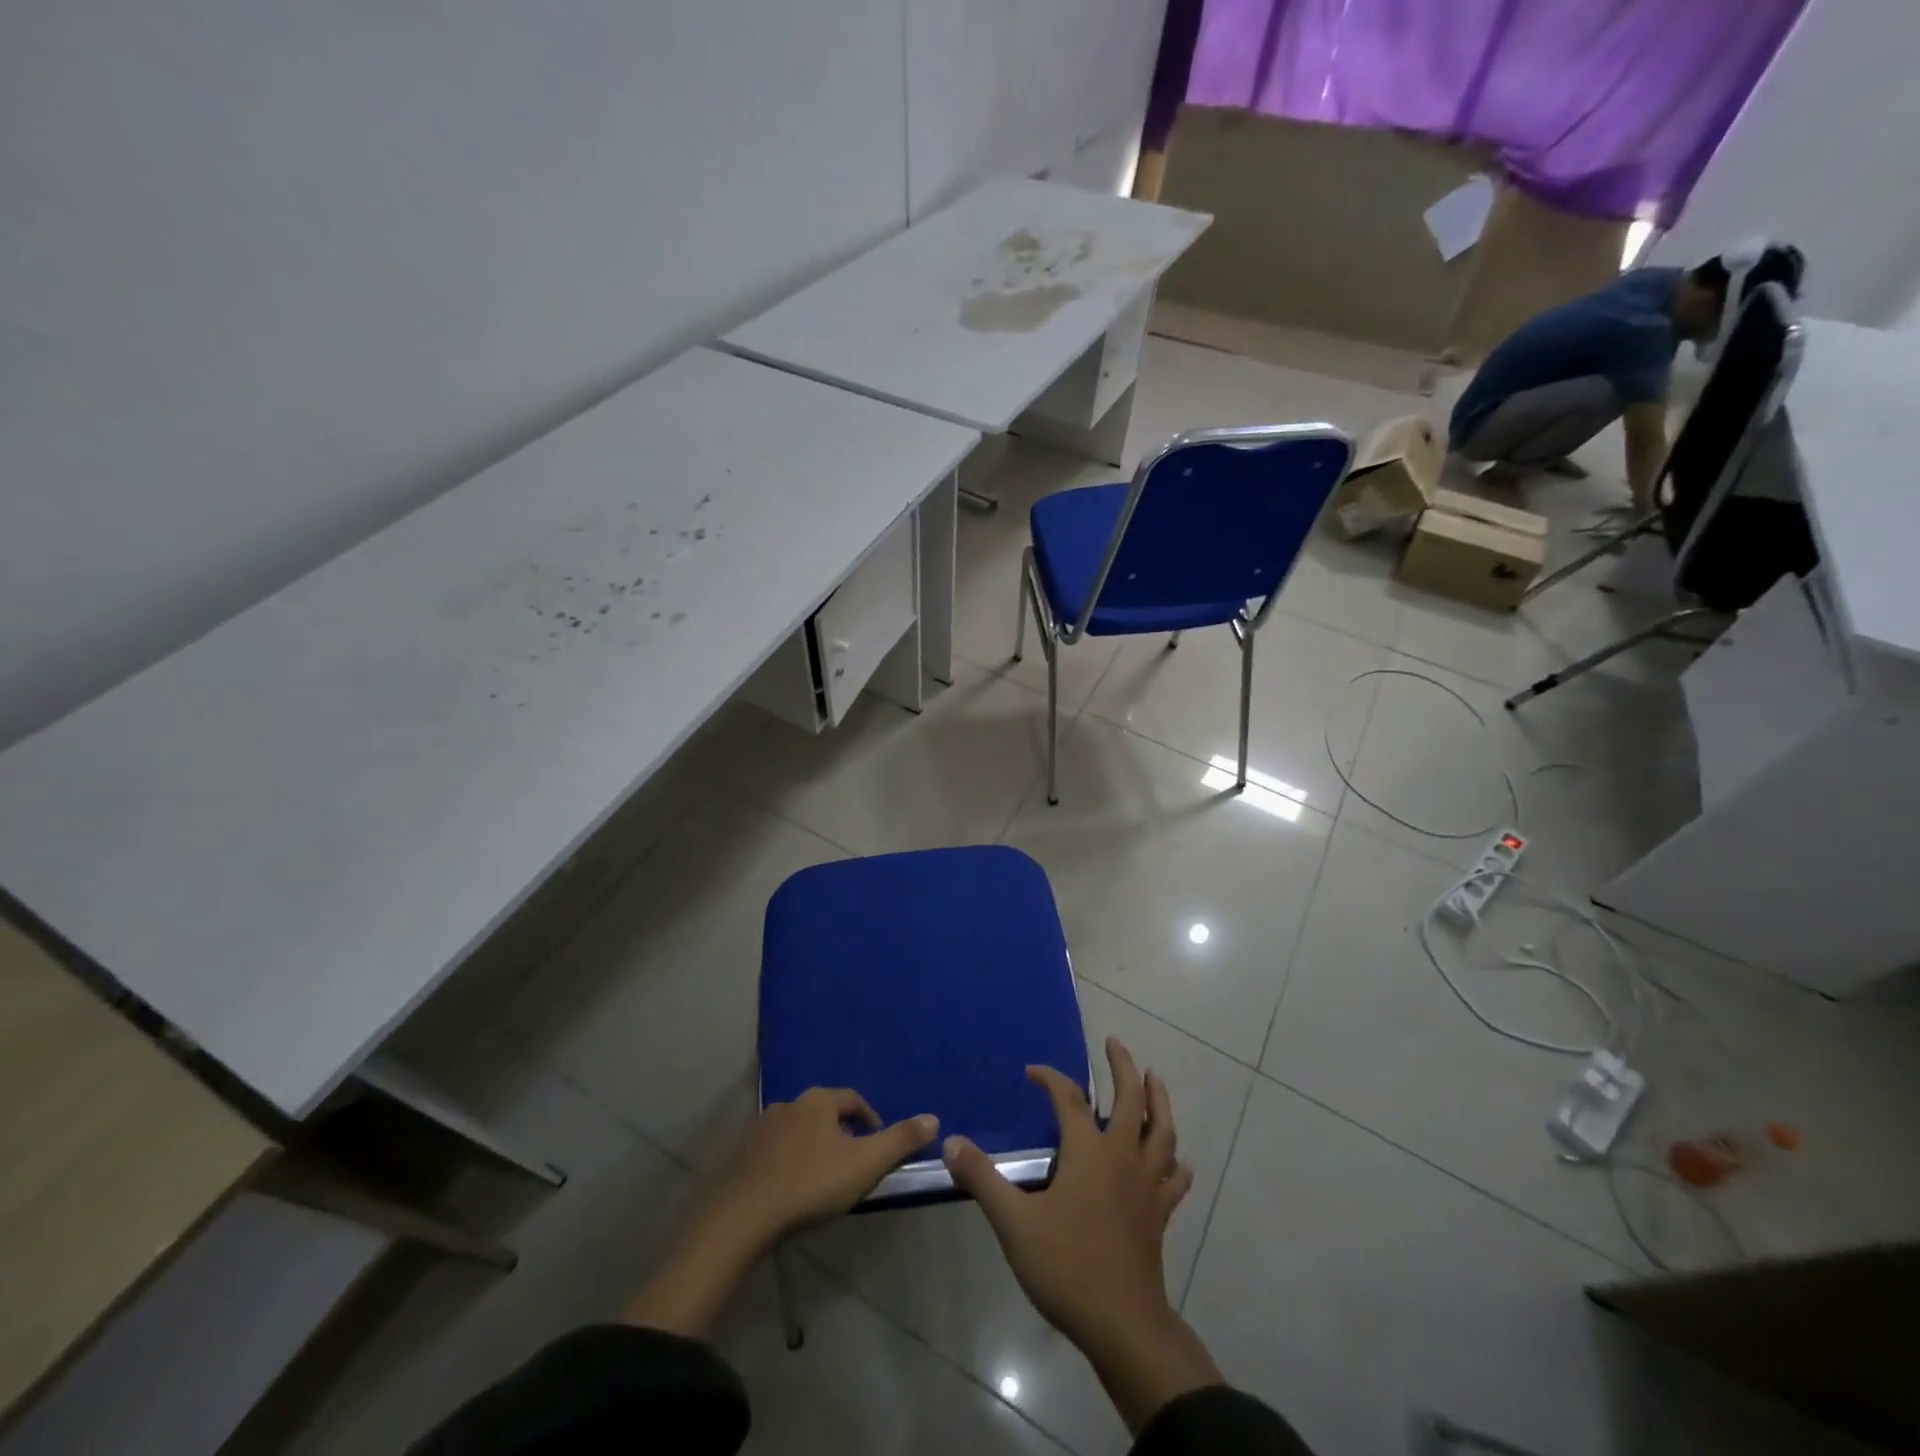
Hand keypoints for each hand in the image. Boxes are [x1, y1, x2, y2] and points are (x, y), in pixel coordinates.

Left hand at [710, 1088, 938, 1245]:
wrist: (743, 1215)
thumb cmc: (811, 1184)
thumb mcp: (865, 1164)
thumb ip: (900, 1140)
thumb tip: (933, 1118)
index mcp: (819, 1101)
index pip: (852, 1100)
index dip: (869, 1119)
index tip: (878, 1143)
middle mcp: (789, 1105)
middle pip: (823, 1113)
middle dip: (840, 1133)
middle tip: (852, 1163)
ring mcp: (761, 1129)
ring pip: (796, 1131)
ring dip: (812, 1147)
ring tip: (822, 1178)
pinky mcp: (741, 1155)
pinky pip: (772, 1152)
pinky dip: (786, 1163)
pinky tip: (790, 1190)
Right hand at [943, 1037, 1221, 1432]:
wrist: (1122, 1325)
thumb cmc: (1066, 1266)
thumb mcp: (1014, 1222)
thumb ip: (983, 1179)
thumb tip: (952, 1142)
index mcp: (1088, 1151)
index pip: (1070, 1099)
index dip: (1051, 1079)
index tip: (1033, 1071)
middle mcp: (1122, 1157)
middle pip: (1130, 1100)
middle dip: (1123, 1067)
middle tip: (1114, 1043)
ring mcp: (1146, 1184)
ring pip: (1162, 1130)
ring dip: (1158, 1099)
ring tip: (1153, 1078)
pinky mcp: (1159, 1214)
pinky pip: (1174, 1178)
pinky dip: (1175, 1162)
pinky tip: (1177, 1159)